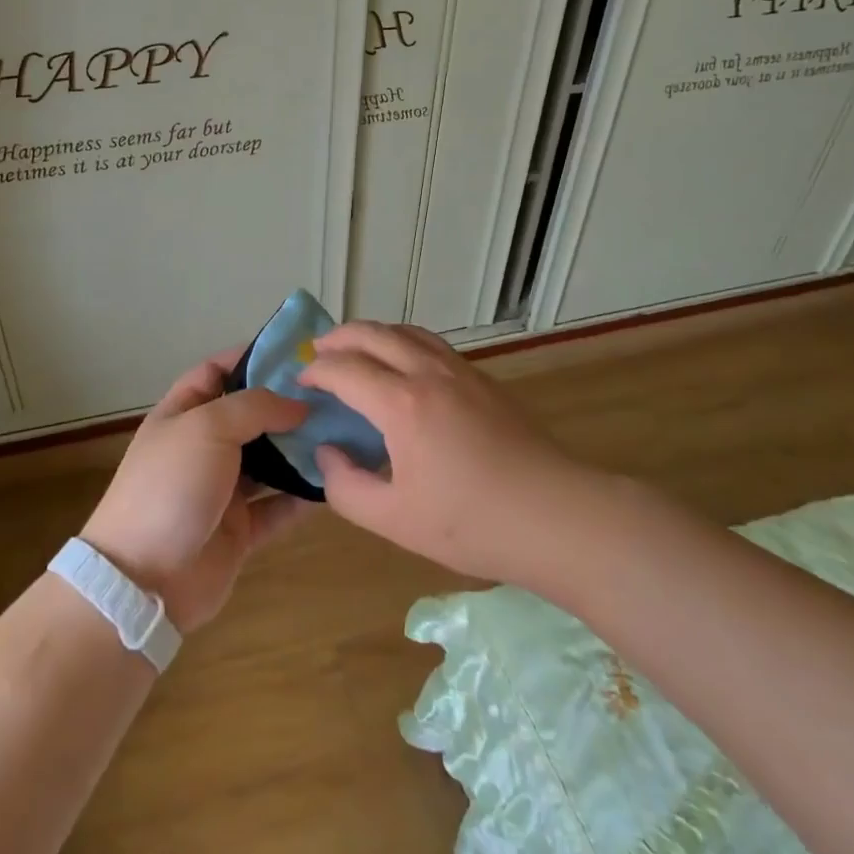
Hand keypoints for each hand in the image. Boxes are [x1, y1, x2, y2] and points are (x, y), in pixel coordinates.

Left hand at [81, 350, 312, 632]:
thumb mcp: (207, 427)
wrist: (144, 581)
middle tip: (334, 395)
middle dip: (286, 405)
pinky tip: (335, 480)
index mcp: (183, 414)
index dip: (250, 357)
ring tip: (344, 432)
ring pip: (269, 461)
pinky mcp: (240, 530)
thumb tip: (298, 404)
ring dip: (300, 449)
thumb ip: (255, 407)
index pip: (217, 372)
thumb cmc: (170, 486)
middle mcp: (203, 447)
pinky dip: (303, 496)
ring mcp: (222, 490)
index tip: (295, 352)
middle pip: (250, 416)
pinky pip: (278, 506)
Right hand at [304, 321, 585, 586]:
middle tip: (317, 352)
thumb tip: (328, 453)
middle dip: (338, 338)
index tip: (300, 382)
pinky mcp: (482, 379)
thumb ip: (347, 487)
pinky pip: (430, 343)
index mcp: (402, 404)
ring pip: (405, 331)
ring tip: (354, 349)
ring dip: (372, 333)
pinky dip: (401, 341)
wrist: (554, 515)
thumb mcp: (395, 520)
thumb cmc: (471, 523)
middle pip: (373, 334)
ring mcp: (459, 370)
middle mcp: (427, 373)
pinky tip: (402, 365)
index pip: (345, 369)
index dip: (316, 372)